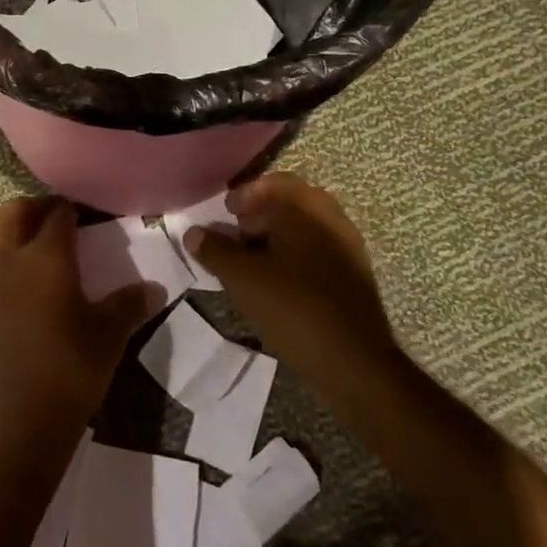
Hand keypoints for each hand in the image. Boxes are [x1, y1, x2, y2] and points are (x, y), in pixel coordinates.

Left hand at [0, 198, 156, 440]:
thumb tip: (154, 288)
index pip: (58, 215)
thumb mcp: (110, 334)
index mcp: (45, 256)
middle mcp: (7, 257)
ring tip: (22, 244)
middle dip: (34, 209)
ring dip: (4, 229)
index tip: (84, 216)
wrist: (20, 421)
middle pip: (14, 212)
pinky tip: (3, 281)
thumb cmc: (71, 369)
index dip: (72, 210)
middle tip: (54, 222)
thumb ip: (130, 304)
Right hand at [183, 173, 400, 391]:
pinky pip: (317, 248)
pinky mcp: (353, 274)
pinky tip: (278, 278)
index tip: (225, 212)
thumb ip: (214, 250)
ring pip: (305, 226)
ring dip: (278, 233)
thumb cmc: (293, 308)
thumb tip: (193, 233)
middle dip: (261, 212)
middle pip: (291, 201)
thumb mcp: (242, 278)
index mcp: (305, 209)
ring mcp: (347, 246)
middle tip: (237, 231)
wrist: (354, 362)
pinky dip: (294, 252)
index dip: (244, 195)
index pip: (271, 184)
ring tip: (253, 258)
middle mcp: (330, 218)